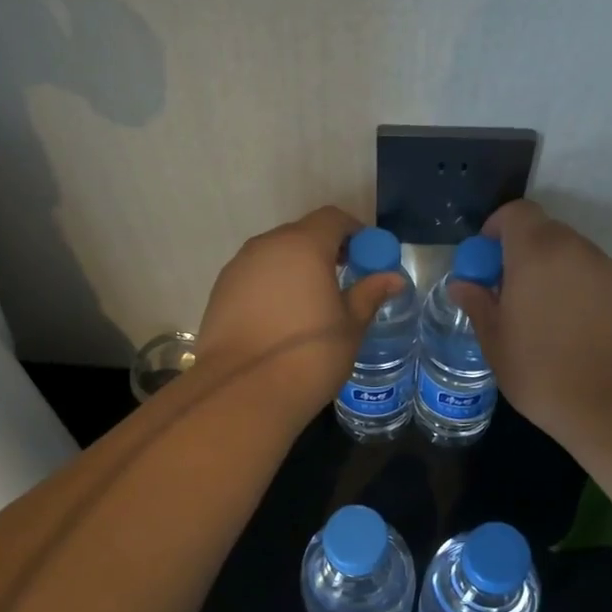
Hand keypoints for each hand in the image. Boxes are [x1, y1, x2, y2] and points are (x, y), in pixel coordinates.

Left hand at [194, 207, 403, 419]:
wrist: (243, 392)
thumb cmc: (309, 355)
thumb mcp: (350, 326)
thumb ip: (369, 294)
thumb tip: (393, 278)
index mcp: (303, 246)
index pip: (332, 219)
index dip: (353, 232)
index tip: (365, 256)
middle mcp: (266, 246)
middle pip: (300, 234)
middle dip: (324, 250)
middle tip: (342, 279)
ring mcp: (238, 268)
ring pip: (274, 256)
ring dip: (295, 268)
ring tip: (310, 303)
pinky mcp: (219, 292)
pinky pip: (253, 277)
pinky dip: (271, 286)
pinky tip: (280, 319)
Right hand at [449, 200, 611, 437]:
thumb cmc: (543, 371)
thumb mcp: (496, 342)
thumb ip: (478, 304)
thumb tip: (462, 284)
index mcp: (536, 253)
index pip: (516, 213)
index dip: (497, 229)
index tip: (486, 262)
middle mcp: (574, 249)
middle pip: (544, 232)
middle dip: (521, 254)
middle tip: (508, 293)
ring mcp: (606, 268)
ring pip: (570, 256)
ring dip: (550, 273)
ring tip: (541, 317)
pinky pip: (592, 277)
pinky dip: (576, 290)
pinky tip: (572, 330)